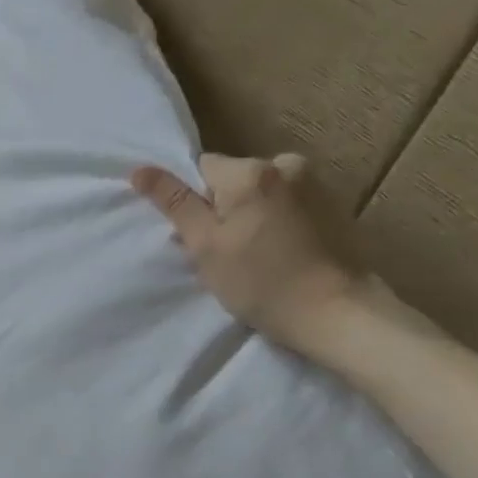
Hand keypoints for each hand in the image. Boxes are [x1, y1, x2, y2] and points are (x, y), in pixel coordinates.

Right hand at [131, 152, 366, 355]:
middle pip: (233, 179)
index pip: (202, 169)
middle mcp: (286, 164)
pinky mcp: (334, 205)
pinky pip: (287, 204)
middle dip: (224, 209)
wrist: (337, 313)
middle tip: (228, 254)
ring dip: (251, 216)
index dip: (195, 203)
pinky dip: (277, 223)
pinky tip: (283, 255)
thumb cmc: (261, 282)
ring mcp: (315, 183)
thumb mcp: (205, 245)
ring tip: (258, 257)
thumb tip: (139, 170)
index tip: (204, 238)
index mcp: (251, 171)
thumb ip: (174, 203)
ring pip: (260, 193)